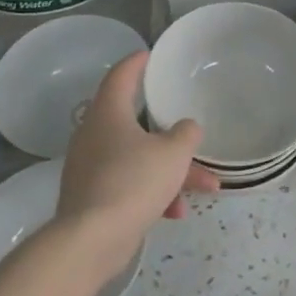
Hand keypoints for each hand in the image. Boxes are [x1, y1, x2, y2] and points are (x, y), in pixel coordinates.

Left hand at [55, 52, 217, 273]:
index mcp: (108, 113)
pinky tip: (176, 212)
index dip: (136, 63)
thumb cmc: (133, 181)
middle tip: (188, 128)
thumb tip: (186, 128)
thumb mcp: (173, 153)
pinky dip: (153, 193)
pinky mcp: (91, 197)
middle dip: (170, 134)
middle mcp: (93, 135)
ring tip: (205, 187)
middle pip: (135, 123)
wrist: (92, 240)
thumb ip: (186, 134)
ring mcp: (89, 167)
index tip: (150, 55)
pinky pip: (128, 185)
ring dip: (170, 170)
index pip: (120, 75)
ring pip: (137, 158)